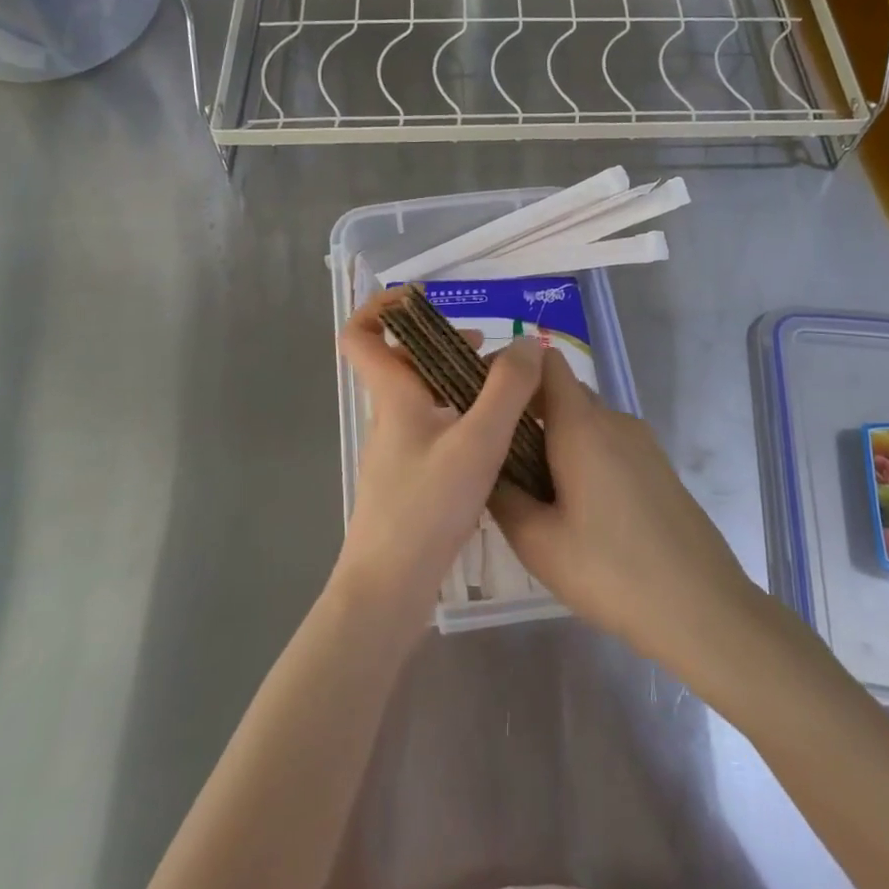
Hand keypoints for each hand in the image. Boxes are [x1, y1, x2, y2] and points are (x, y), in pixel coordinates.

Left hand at [336, 292, 543, 630]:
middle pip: (401, 362)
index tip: (422, 299)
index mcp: (392, 396)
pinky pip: (432, 428)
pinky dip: (459, 416)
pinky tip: (495, 438)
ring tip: (502, 389)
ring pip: (421, 397)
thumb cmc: (427, 507)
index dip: (380, 307)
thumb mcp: (478, 441)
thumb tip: (528, 343)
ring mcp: (396, 450)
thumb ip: (507, 389)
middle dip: (440, 343)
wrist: (389, 588)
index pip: (360, 335)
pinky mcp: (409, 479)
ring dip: (455, 381)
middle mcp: (388, 417)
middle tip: (485, 348)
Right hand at [491, 349, 762, 674]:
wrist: (704, 609)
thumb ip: (501, 495)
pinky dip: (583, 456)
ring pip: (586, 420)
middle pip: (563, 391)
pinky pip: (608, 442)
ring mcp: (641, 442)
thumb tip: (484, 468)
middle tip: (498, 456)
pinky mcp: (657, 466)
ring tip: (532, 487)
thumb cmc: (611, 571)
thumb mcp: (537, 542)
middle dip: (527, 412)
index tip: (484, 401)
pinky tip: (575, 507)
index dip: (512, 370)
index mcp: (581, 425)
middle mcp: (613, 420)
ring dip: (555, 439)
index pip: (544, 362)